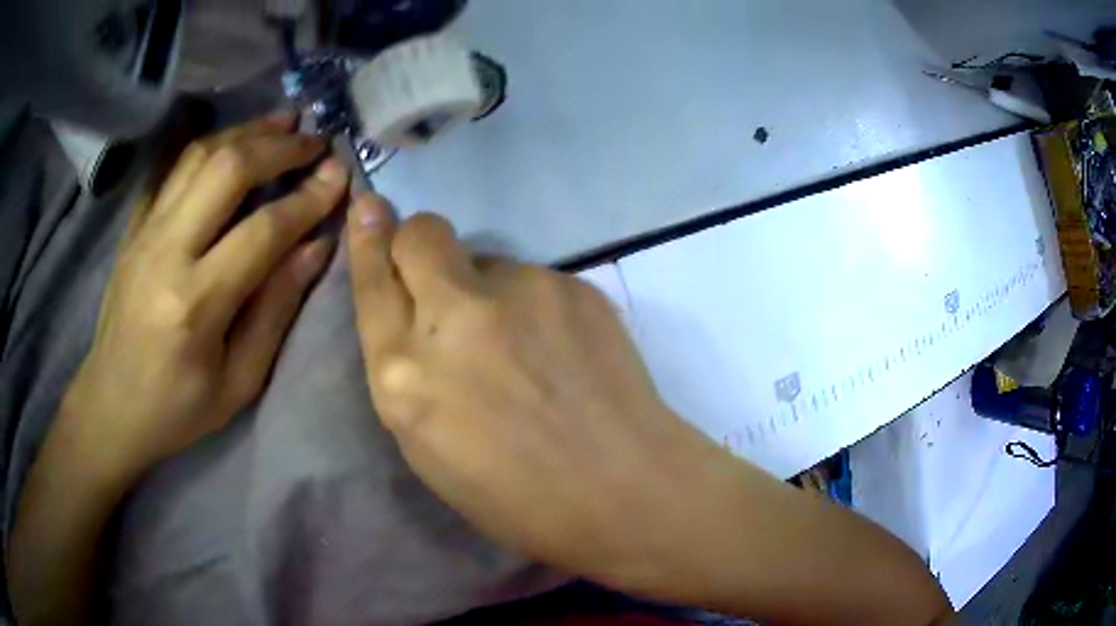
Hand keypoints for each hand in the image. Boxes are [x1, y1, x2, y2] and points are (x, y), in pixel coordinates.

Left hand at [67, 113, 346, 479]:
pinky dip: (207, 147)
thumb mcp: (239, 381)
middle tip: (315, 140)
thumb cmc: (178, 409)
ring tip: (282, 123)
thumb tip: (315, 247)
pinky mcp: (133, 229)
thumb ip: (276, 310)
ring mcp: (144, 233)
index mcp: (197, 304)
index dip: (309, 199)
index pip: (263, 230)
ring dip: (246, 132)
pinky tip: (231, 141)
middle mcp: (167, 252)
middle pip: (227, 170)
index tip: (340, 177)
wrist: (111, 406)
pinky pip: (172, 171)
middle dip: (279, 146)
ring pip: (198, 157)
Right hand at [345, 196, 723, 587]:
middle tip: (439, 273)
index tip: (369, 206)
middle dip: (418, 242)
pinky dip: (534, 306)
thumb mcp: (428, 448)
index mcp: (405, 374)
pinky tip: (562, 350)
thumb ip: (408, 373)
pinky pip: (535, 279)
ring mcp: (522, 291)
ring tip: (524, 347)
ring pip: (486, 261)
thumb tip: (414, 316)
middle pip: (422, 235)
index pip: (373, 282)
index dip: (368, 240)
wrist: (623, 489)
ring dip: (487, 290)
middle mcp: (455, 316)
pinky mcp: (573, 285)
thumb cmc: (516, 498)